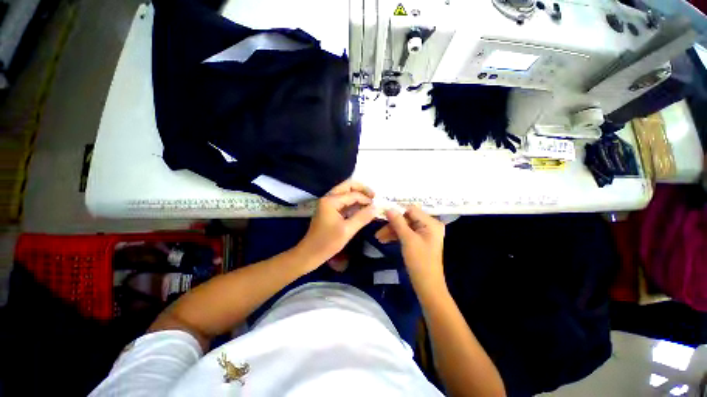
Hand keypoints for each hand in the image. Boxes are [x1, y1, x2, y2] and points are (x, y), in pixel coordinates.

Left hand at [297, 181, 376, 266]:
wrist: (310, 254)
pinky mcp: (329, 210)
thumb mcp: (347, 230)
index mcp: (331, 201)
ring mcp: (328, 203)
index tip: (376, 206)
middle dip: (362, 189)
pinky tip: (361, 208)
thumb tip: (375, 207)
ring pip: (345, 192)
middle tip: (374, 196)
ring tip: (369, 201)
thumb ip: (362, 217)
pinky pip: (343, 201)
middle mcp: (328, 198)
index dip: (366, 199)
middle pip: (347, 186)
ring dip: (357, 194)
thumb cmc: (327, 243)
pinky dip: (353, 202)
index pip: (353, 194)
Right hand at [375, 206, 445, 294]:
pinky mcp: (418, 240)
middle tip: (377, 227)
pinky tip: (384, 239)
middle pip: (407, 218)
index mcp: (431, 223)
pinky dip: (395, 236)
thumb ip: (398, 222)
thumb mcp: (408, 240)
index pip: (411, 209)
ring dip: (391, 230)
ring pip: (404, 226)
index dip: (396, 210)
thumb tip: (388, 208)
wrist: (427, 286)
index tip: (382, 212)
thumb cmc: (420, 262)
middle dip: (392, 223)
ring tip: (378, 237)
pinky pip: (405, 233)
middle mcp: (429, 225)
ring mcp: (424, 233)